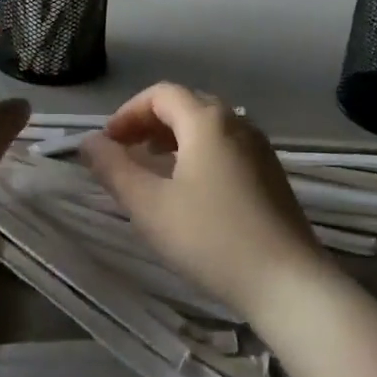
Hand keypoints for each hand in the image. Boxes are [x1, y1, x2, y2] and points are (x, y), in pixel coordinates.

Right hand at [78, 83, 327, 320]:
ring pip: (208, 125)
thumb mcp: (149, 206)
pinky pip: (226, 145)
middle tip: (125, 151)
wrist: (289, 283)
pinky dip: (199, 151)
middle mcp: (236, 122)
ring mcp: (259, 147)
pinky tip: (190, 187)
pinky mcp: (271, 173)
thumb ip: (114, 169)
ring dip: (174, 136)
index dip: (128, 112)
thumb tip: (88, 142)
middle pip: (186, 104)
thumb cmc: (211, 239)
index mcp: (207, 121)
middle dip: (150, 122)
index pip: (161, 94)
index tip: (108, 142)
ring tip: (153, 166)